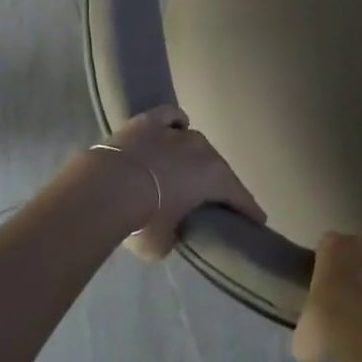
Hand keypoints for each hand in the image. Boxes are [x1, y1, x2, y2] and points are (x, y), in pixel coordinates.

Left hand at [96, 104, 264, 260]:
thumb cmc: (142, 221)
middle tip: (212, 198)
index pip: (239, 196)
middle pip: (216, 166)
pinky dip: (174, 124)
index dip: (249, 210)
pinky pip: (171, 117)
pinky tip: (171, 130)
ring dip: (192, 157)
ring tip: (183, 170)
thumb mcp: (162, 244)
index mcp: (214, 177)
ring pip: (193, 142)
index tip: (258, 221)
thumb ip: (174, 235)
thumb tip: (170, 231)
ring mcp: (176, 131)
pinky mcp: (149, 120)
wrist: (103, 190)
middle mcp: (202, 149)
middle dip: (216, 182)